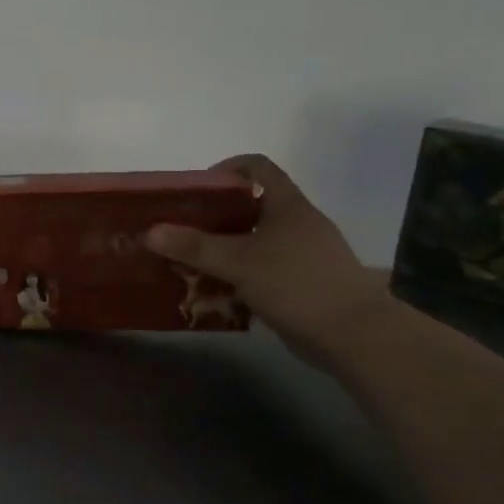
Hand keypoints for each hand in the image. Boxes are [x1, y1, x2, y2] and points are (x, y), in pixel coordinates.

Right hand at [147, 156, 390, 368]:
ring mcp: (303, 255)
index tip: (196, 188)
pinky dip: (239, 275)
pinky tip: (217, 291)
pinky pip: (262, 269)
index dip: (226, 168)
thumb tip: (149, 232)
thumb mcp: (239, 262)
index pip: (257, 166)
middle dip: (215, 216)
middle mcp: (297, 223)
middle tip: (183, 229)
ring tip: (192, 261)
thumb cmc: (297, 284)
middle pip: (251, 205)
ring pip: (255, 240)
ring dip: (224, 248)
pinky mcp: (303, 284)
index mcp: (288, 205)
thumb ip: (194, 246)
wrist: (354, 337)